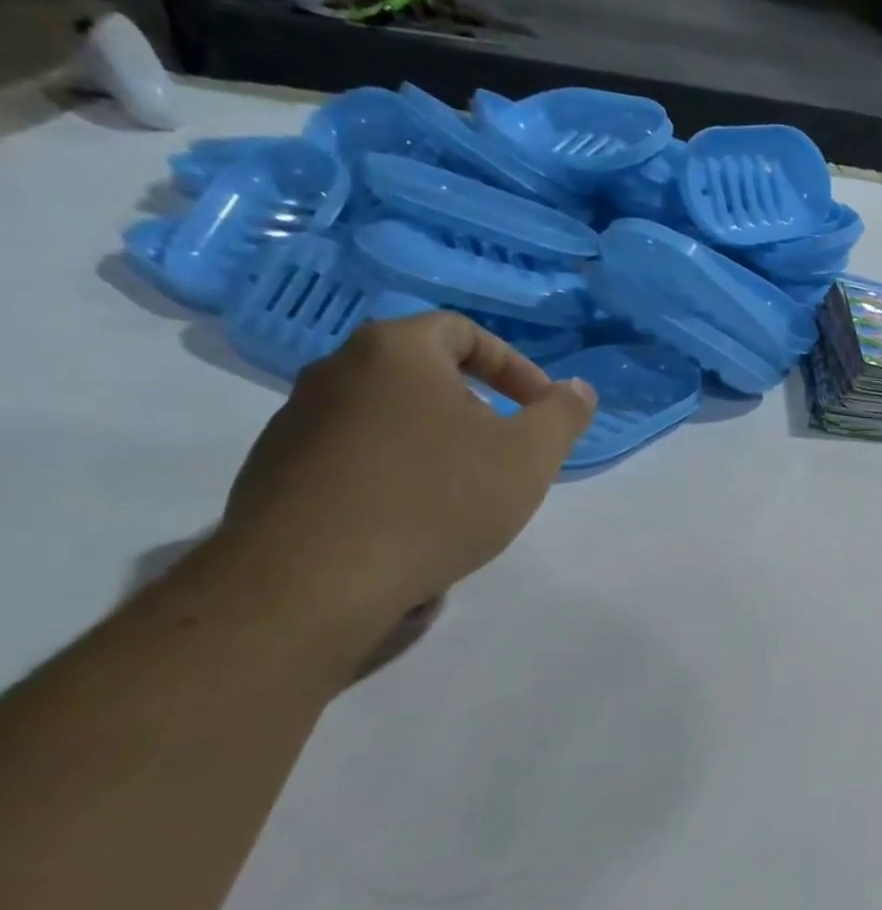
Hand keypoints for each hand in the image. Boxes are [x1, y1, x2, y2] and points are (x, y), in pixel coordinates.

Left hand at [216, 312, 596, 641]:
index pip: (461, 330)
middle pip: (424, 374)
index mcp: (395, 352)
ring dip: (438, 445)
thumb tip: (577, 389)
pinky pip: (358, 457)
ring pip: (391, 418)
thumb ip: (562, 414)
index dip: (514, 365)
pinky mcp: (277, 471)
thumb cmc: (438, 499)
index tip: (540, 409)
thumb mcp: (530, 456)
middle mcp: (336, 372)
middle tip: (509, 453)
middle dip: (479, 410)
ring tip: (466, 495)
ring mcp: (297, 422)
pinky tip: (416, 522)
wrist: (314, 579)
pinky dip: (397, 475)